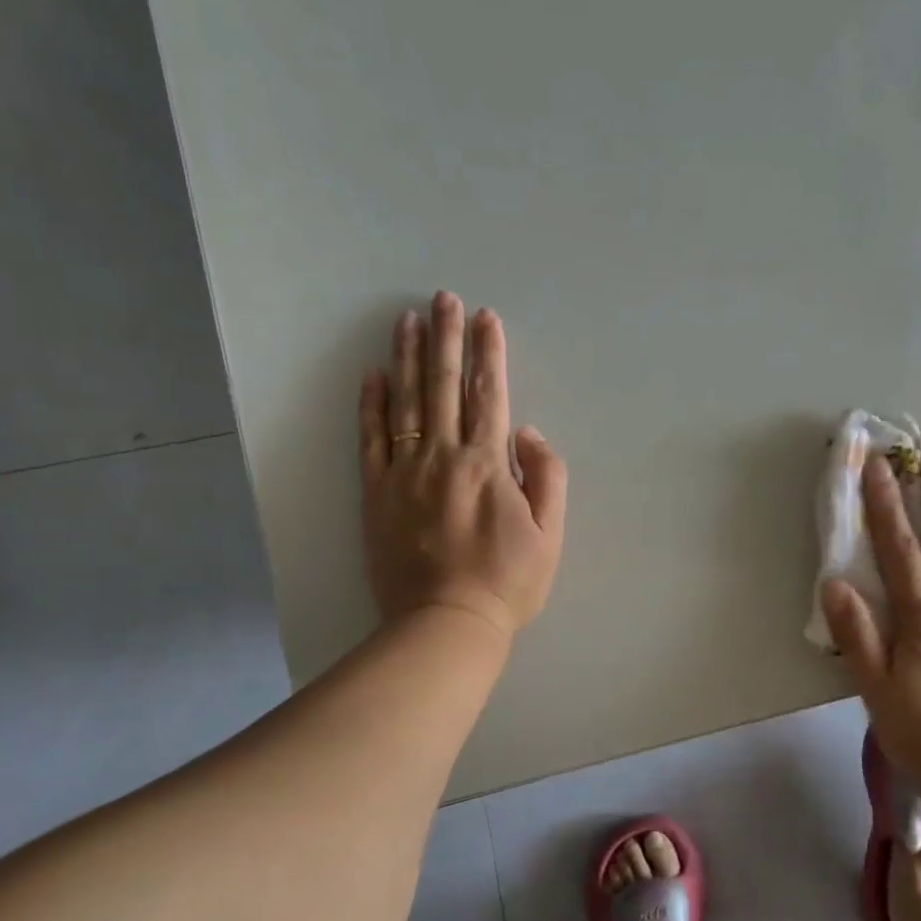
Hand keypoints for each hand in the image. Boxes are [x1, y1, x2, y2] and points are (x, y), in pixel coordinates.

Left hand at [359, 292, 566, 637]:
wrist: (446, 623)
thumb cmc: (507, 582)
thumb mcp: (549, 534)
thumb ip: (547, 476)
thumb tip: (528, 432)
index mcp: (488, 463)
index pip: (489, 394)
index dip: (489, 353)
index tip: (487, 318)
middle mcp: (443, 456)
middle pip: (444, 385)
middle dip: (447, 338)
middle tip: (444, 298)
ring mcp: (404, 472)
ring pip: (405, 401)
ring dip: (408, 357)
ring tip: (407, 319)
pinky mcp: (377, 492)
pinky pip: (371, 439)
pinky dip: (371, 404)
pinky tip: (373, 374)